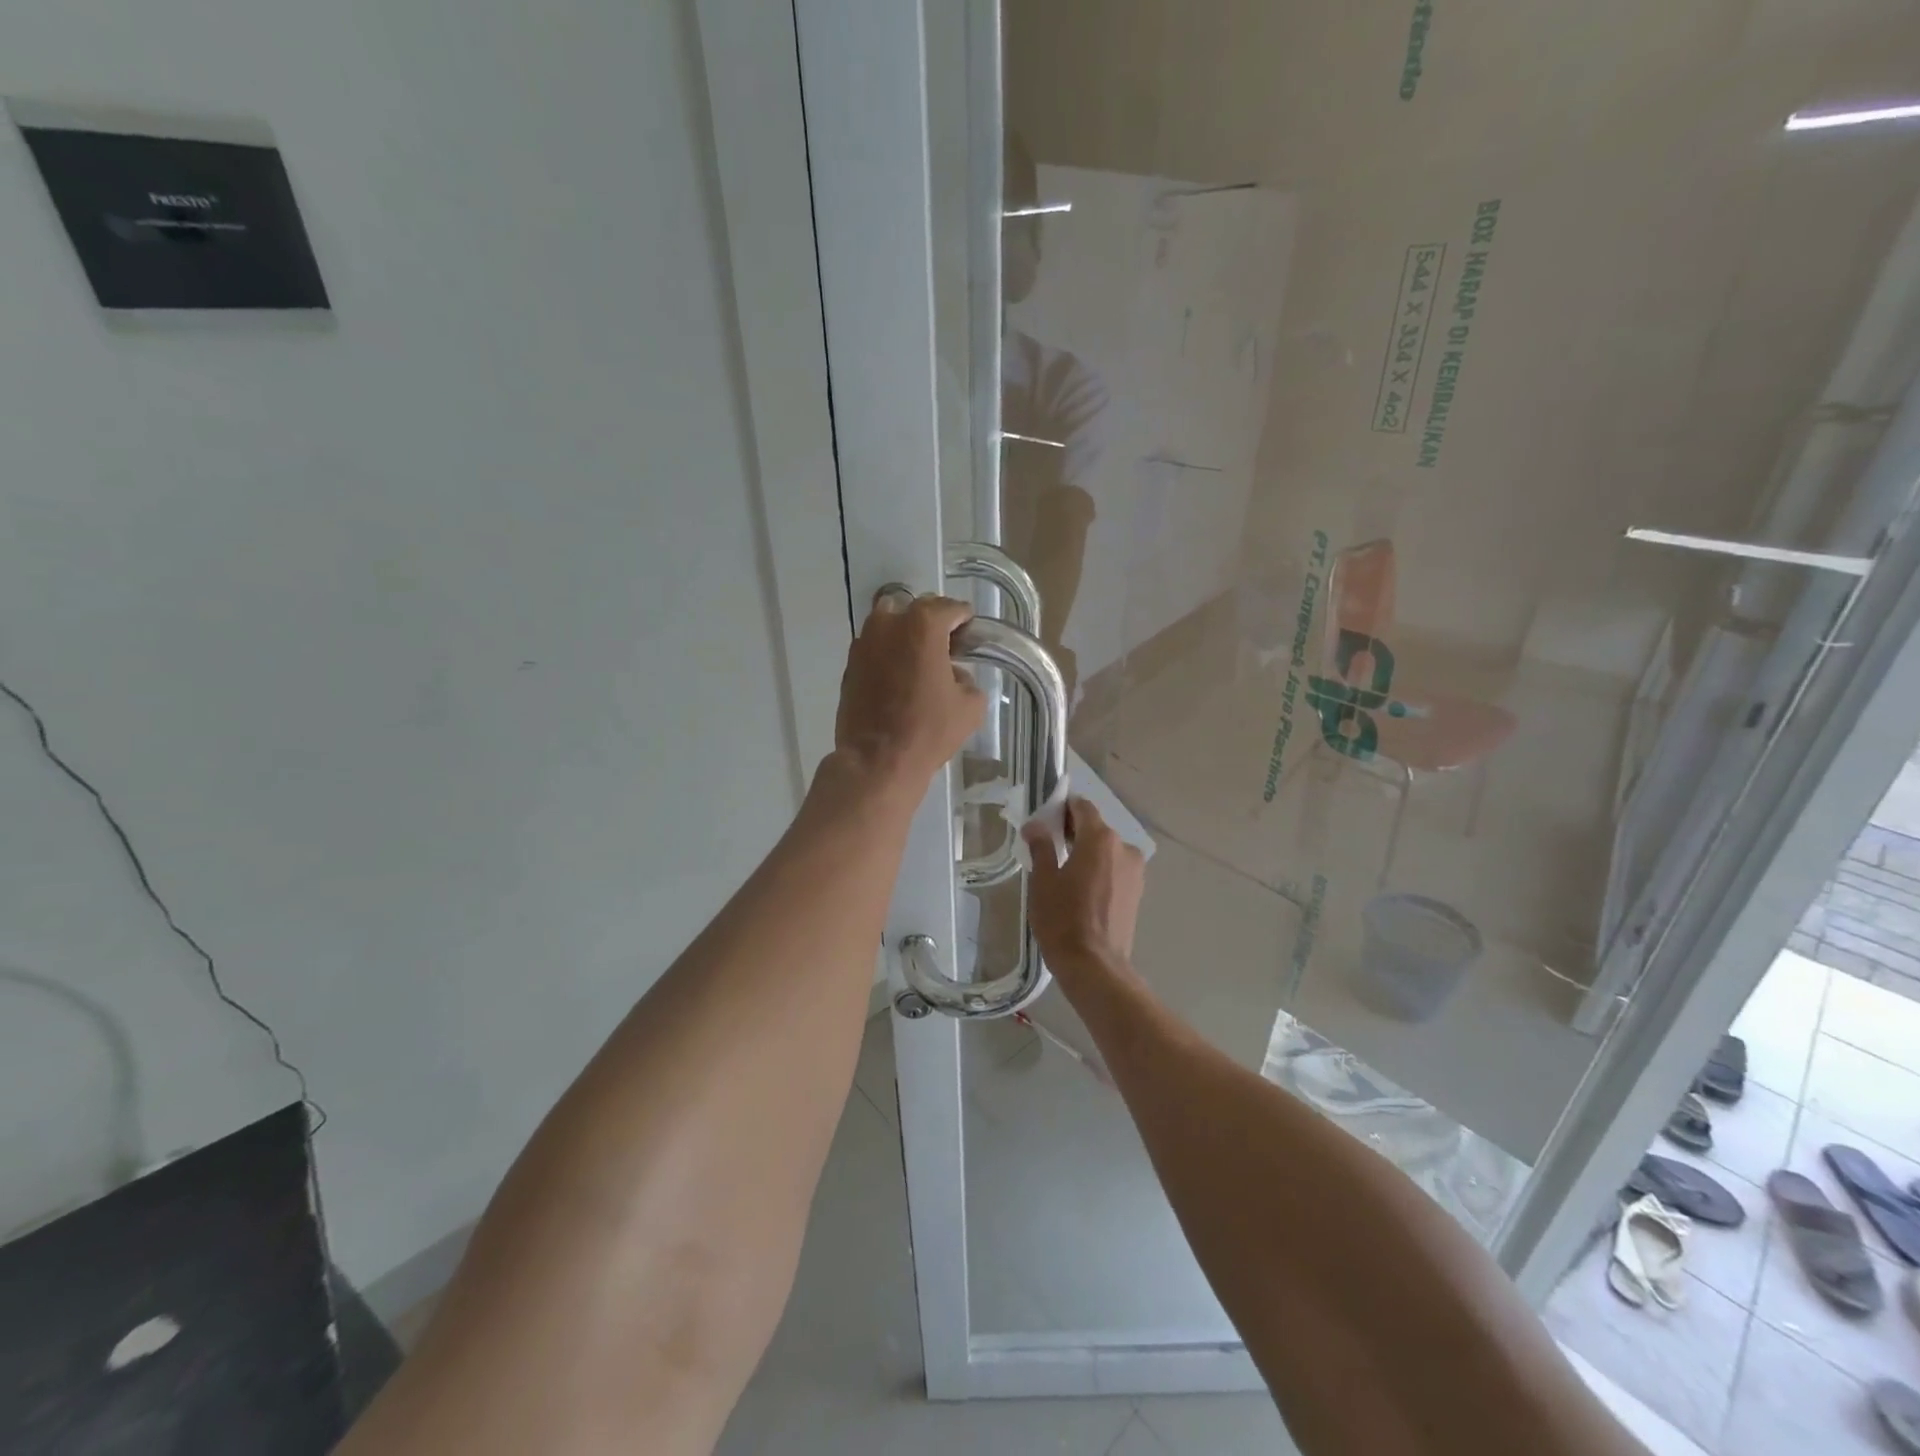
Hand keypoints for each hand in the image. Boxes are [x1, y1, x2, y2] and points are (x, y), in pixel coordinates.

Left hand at [833, 590, 986, 791]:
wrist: (876, 760)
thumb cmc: (928, 730)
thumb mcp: (970, 706)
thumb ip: (968, 680)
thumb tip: (954, 675)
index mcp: (923, 625)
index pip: (951, 609)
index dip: (965, 621)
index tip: (970, 637)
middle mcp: (889, 623)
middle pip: (917, 610)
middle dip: (934, 625)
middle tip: (946, 649)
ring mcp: (864, 642)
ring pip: (890, 625)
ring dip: (906, 636)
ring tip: (919, 662)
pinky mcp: (849, 664)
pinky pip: (874, 648)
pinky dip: (887, 655)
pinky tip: (898, 679)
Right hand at [1023, 799, 1144, 967]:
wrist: (1095, 966)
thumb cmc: (1063, 919)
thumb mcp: (1043, 880)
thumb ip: (1041, 846)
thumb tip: (1035, 826)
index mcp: (1100, 838)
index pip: (1082, 807)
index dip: (1063, 808)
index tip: (1046, 820)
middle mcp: (1124, 848)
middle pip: (1096, 828)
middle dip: (1074, 831)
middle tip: (1049, 846)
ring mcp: (1135, 871)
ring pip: (1107, 850)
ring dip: (1088, 852)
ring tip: (1064, 872)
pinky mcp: (1137, 892)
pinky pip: (1115, 869)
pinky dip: (1100, 870)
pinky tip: (1082, 890)